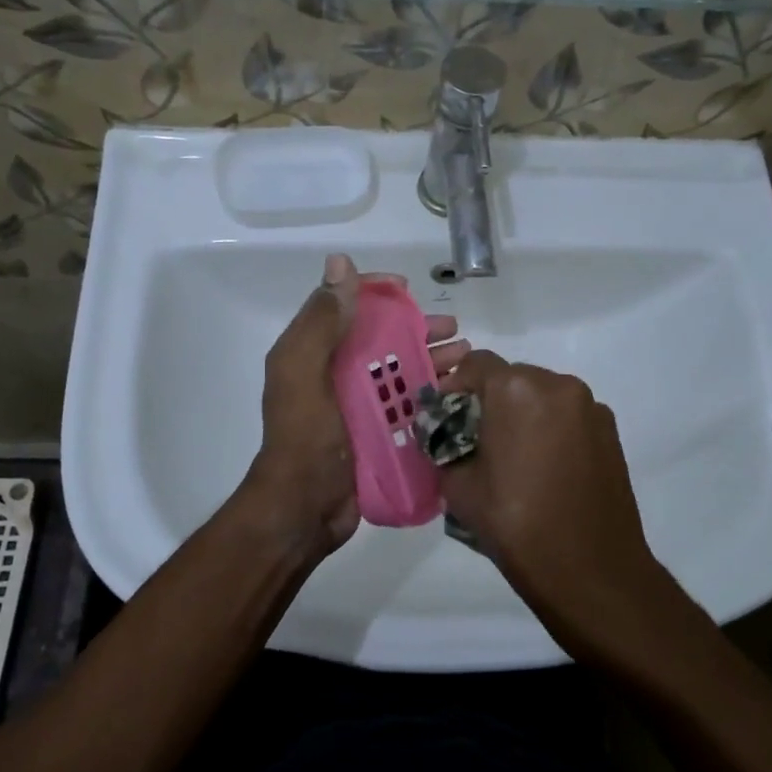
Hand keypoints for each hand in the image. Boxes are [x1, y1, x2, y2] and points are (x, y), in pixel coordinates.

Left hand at [241, 254, 466, 557]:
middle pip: (381, 338)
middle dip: (417, 329)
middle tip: (454, 330)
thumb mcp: (304, 370)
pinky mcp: (378, 433)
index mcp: (314, 352)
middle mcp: (335, 373)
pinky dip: (433, 394)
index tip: (409, 290)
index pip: (345, 306)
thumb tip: (340, 263)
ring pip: (401, 371)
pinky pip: (409, 404)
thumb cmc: (306, 436)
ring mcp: (358, 405)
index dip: (376, 293)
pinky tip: (462, 392)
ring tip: (468, 357)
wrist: (304, 509)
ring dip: (433, 359)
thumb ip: (322, 319)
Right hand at [437, 351, 673, 651]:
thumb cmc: (516, 525)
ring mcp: (590, 406)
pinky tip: (545, 467)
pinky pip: (568, 415)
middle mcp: (557, 384)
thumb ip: (442, 446)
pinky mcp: (610, 431)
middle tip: (475, 439)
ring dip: (522, 413)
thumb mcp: (458, 486)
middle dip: (489, 401)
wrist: (591, 571)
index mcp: (515, 389)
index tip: (446, 417)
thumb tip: (440, 435)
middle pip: (511, 376)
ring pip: (542, 395)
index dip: (454, 386)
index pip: (474, 363)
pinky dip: (550, 428)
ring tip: (513, 457)